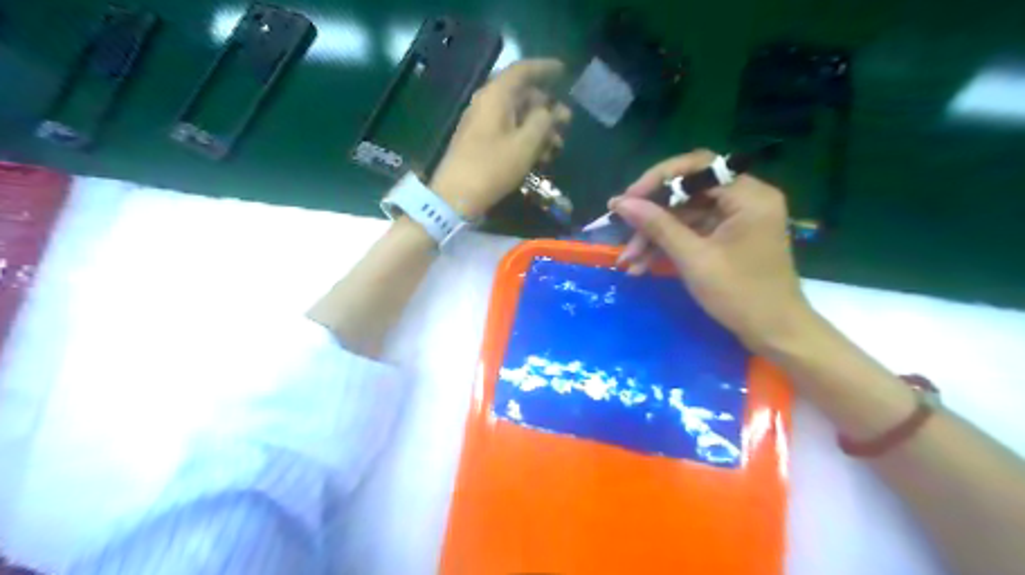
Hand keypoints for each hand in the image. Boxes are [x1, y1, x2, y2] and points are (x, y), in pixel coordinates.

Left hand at [427, 59, 572, 217]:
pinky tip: (540, 157)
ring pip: (516, 116)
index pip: (523, 70)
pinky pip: (507, 130)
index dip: (545, 68)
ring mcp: (481, 123)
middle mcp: (487, 103)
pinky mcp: (479, 141)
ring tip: (557, 146)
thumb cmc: (492, 167)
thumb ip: (543, 122)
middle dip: (546, 107)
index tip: (565, 71)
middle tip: (567, 122)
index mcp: (496, 96)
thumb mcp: (525, 145)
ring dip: (539, 127)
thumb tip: (551, 111)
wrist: (455, 195)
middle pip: (521, 94)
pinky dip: (525, 138)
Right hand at [607, 150, 817, 352]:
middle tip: (622, 231)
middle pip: (688, 192)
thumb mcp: (694, 259)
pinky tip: (643, 265)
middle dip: (652, 216)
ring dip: (655, 236)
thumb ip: (657, 226)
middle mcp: (745, 198)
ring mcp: (736, 218)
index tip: (628, 199)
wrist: (774, 333)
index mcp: (748, 195)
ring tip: (628, 261)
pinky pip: (692, 231)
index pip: (697, 167)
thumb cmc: (740, 295)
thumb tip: (621, 203)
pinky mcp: (728, 236)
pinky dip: (668, 246)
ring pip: (685, 215)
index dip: (658, 179)